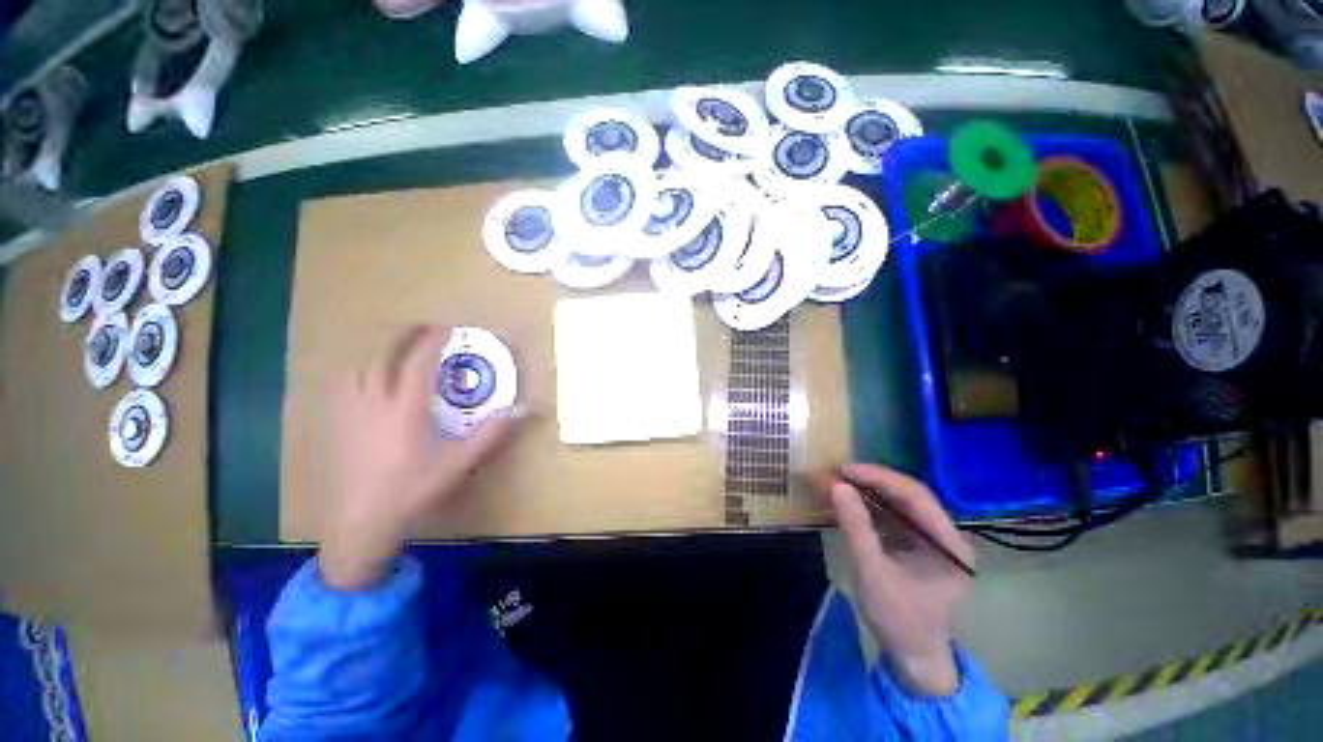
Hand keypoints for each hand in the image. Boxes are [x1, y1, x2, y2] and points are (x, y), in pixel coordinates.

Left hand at [319, 325, 523, 590]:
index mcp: (405, 410)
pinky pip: (343, 384)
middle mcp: (373, 403)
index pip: (418, 363)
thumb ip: (491, 434)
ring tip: (396, 350)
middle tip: (423, 327)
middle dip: (403, 335)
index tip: (447, 328)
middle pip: (383, 355)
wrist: (358, 525)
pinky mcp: (334, 425)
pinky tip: (366, 379)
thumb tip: (525, 409)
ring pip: (358, 367)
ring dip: (379, 351)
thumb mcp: (458, 464)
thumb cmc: (412, 492)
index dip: (432, 341)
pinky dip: (358, 370)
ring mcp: (348, 412)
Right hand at [827, 464, 974, 696]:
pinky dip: (866, 504)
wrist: (910, 656)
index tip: (845, 470)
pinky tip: (847, 499)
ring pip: (897, 502)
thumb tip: (837, 486)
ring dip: (867, 490)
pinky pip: (889, 514)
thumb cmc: (899, 620)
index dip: (879, 478)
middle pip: (908, 495)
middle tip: (837, 472)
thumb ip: (856, 528)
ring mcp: (929, 538)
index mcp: (950, 544)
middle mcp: (945, 535)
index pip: (916, 497)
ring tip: (837, 480)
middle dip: (871, 481)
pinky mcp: (912, 543)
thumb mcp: (873, 574)